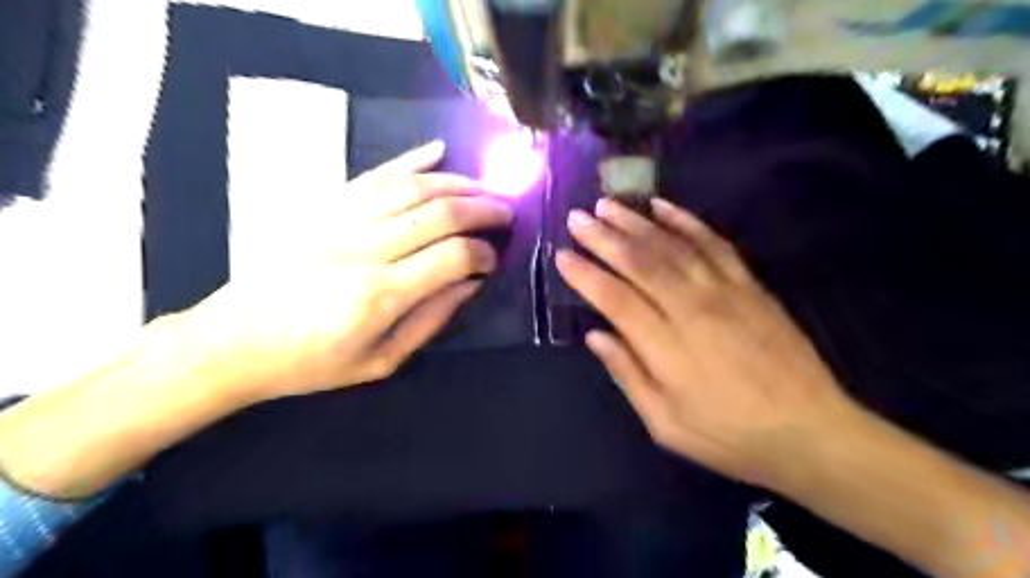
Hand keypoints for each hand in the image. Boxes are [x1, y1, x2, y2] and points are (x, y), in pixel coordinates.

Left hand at [183, 141, 511, 401]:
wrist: (232, 341)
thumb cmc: (309, 362)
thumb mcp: (379, 361)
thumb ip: (430, 320)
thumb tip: (470, 285)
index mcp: (380, 294)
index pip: (453, 256)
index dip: (484, 253)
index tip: (495, 259)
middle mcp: (365, 248)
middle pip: (440, 213)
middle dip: (483, 208)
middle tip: (506, 212)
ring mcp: (341, 220)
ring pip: (413, 187)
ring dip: (458, 183)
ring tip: (485, 188)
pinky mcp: (324, 207)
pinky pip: (374, 174)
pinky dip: (410, 159)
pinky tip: (438, 150)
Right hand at [555, 196, 853, 485]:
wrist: (811, 432)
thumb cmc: (729, 436)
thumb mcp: (666, 424)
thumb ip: (628, 375)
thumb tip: (596, 336)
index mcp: (667, 347)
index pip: (615, 299)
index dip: (585, 275)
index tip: (562, 256)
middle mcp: (692, 308)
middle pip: (639, 262)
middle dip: (603, 237)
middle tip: (577, 218)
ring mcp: (724, 291)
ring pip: (671, 245)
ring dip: (636, 222)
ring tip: (607, 205)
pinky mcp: (749, 285)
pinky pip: (713, 244)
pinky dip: (686, 221)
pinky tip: (663, 207)